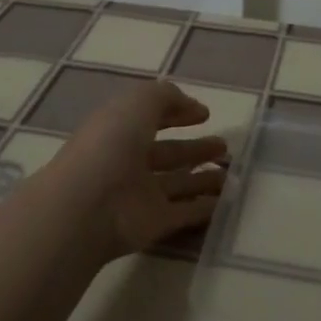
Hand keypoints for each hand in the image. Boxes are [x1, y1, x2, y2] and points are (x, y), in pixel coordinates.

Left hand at [57, 80, 228, 260]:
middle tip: (224, 146)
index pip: (150, 118)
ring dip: (203, 178)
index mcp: (119, 130)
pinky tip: (226, 201)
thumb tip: (191, 105)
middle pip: (168, 154)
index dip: (176, 113)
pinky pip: (184, 213)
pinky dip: (204, 208)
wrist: (88, 207)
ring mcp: (140, 194)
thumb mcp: (138, 103)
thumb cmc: (110, 145)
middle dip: (195, 149)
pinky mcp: (153, 224)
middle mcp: (128, 161)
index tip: (205, 114)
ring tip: (232, 172)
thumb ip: (165, 97)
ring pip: (178, 184)